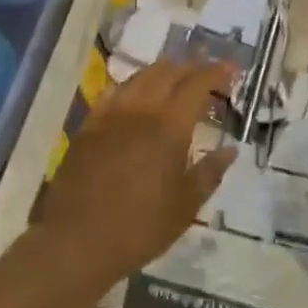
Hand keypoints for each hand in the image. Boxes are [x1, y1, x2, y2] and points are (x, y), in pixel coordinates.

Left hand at [38, 59, 235, 291]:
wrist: (76, 241)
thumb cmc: (139, 227)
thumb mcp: (185, 207)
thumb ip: (210, 173)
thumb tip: (230, 150)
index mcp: (170, 127)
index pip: (197, 85)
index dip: (217, 72)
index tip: (232, 70)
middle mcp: (141, 110)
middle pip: (168, 72)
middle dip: (192, 66)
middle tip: (208, 71)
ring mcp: (111, 114)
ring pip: (141, 76)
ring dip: (164, 70)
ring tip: (177, 77)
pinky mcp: (89, 125)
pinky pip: (115, 92)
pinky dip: (134, 84)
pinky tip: (137, 94)